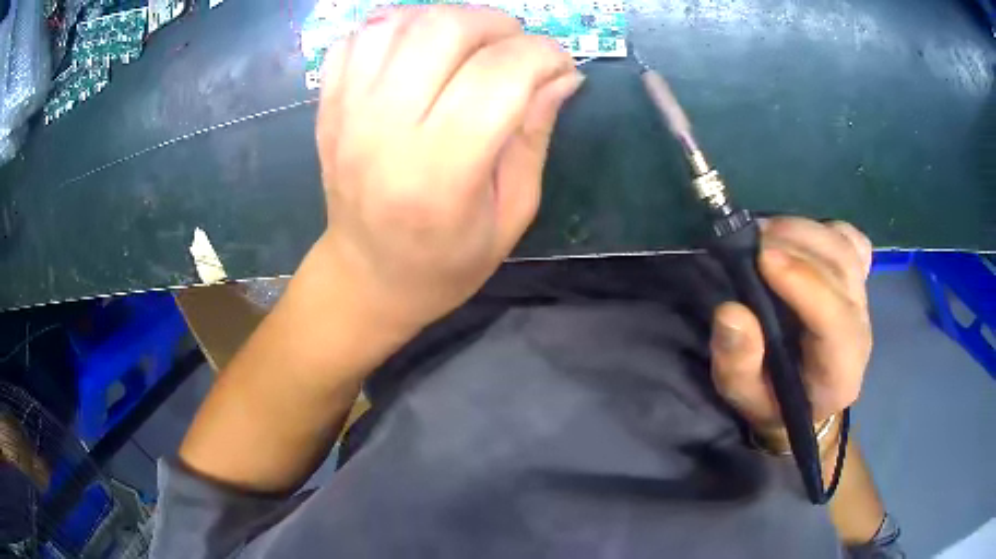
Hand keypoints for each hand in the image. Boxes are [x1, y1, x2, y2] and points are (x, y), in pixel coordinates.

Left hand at [314, 6, 582, 332]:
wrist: (367, 277)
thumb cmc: (446, 262)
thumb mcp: (512, 214)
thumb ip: (535, 137)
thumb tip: (563, 75)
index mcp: (440, 173)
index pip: (499, 75)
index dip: (543, 55)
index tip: (559, 66)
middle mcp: (384, 132)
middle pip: (443, 30)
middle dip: (496, 25)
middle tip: (514, 49)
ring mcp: (346, 114)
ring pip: (398, 22)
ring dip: (447, 20)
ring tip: (468, 47)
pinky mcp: (327, 107)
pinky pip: (358, 38)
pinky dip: (396, 28)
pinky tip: (419, 52)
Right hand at [709, 218, 873, 441]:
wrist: (807, 399)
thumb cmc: (775, 402)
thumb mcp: (745, 396)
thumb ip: (738, 363)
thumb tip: (730, 311)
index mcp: (840, 368)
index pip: (834, 319)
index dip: (802, 282)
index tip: (762, 258)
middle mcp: (860, 326)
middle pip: (841, 269)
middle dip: (797, 245)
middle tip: (752, 239)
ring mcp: (862, 296)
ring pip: (844, 246)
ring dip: (804, 230)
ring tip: (766, 232)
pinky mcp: (857, 277)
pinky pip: (850, 239)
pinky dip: (824, 229)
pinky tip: (797, 238)